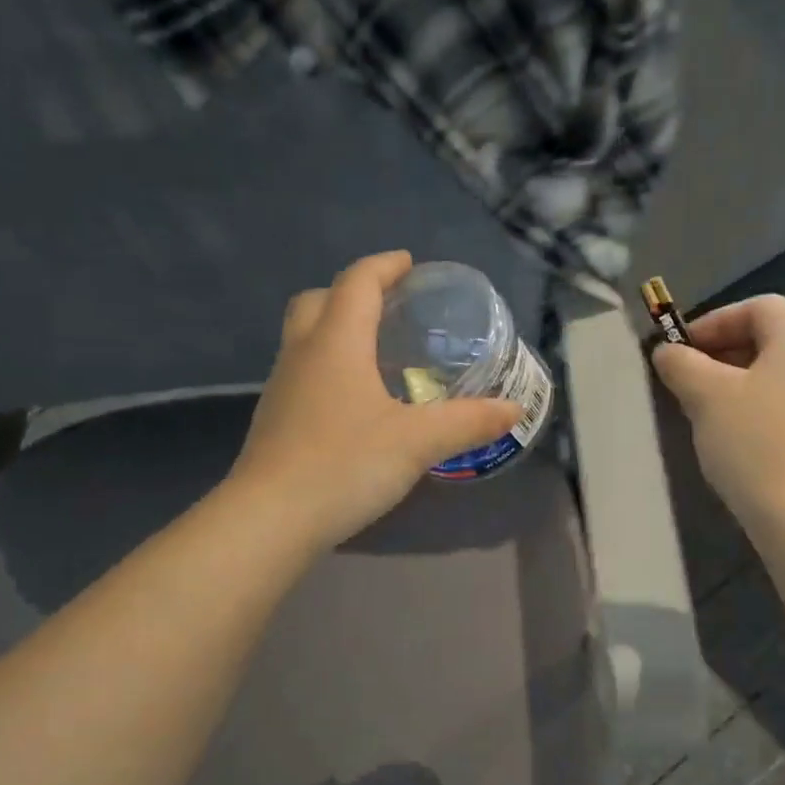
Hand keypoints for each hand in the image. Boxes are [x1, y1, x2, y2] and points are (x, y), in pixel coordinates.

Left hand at [230, 252, 522, 548]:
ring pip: (305, 338)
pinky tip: (354, 403)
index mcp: (337, 343)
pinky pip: (303, 375)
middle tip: (388, 307)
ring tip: (376, 354)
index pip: (358, 283)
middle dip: (353, 292)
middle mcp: (303, 355)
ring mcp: (282, 388)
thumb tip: (514, 409)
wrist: (270, 519)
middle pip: (319, 301)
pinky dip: (329, 369)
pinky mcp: (275, 421)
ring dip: (336, 330)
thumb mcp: (418, 442)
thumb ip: (468, 422)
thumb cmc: (345, 465)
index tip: (409, 265)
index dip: (384, 267)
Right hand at [650, 295, 784, 530]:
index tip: (680, 350)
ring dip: (739, 380)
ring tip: (705, 408)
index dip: (713, 322)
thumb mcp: (705, 396)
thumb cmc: (754, 442)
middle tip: (687, 379)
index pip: (757, 307)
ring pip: (779, 371)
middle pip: (770, 336)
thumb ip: (681, 364)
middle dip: (723, 352)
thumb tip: (667, 351)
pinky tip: (735, 434)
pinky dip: (760, 404)